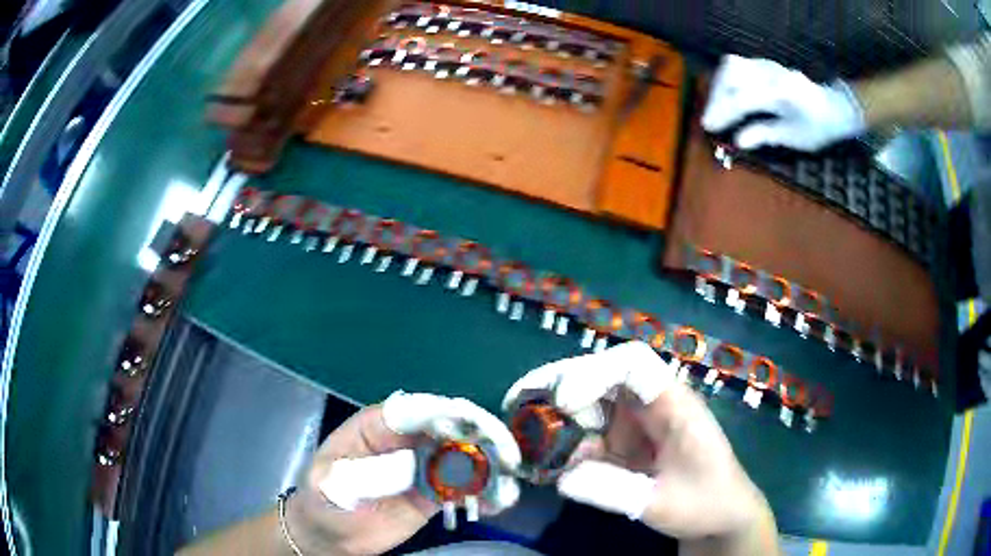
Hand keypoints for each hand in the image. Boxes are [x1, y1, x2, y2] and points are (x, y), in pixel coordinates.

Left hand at [288, 392, 521, 555]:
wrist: (330, 533)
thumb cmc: (323, 500)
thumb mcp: (331, 484)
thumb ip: (367, 473)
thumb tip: (414, 465)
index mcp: (377, 426)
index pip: (416, 409)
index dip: (445, 413)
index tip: (471, 427)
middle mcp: (406, 440)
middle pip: (450, 426)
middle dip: (481, 436)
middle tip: (505, 456)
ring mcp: (424, 465)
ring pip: (464, 455)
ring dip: (491, 465)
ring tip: (506, 486)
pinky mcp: (436, 491)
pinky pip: (465, 485)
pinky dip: (485, 490)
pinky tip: (497, 502)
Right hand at [503, 342, 777, 549]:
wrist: (721, 515)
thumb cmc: (705, 503)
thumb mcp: (661, 503)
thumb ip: (614, 491)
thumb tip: (561, 477)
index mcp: (673, 404)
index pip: (632, 363)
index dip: (593, 372)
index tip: (563, 402)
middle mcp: (652, 405)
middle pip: (601, 376)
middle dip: (560, 385)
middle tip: (518, 401)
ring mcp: (638, 423)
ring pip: (591, 403)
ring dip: (558, 415)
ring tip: (524, 433)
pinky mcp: (628, 443)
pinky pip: (591, 435)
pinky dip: (568, 445)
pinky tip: (549, 463)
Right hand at [702, 54, 864, 151]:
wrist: (836, 106)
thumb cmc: (818, 127)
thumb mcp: (796, 138)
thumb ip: (766, 135)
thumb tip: (739, 141)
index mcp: (781, 93)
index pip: (743, 97)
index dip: (723, 112)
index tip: (708, 127)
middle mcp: (772, 72)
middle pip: (731, 73)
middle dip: (716, 95)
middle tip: (712, 118)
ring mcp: (767, 64)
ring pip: (731, 65)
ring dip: (719, 85)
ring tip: (718, 107)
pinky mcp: (764, 64)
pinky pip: (738, 65)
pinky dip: (728, 80)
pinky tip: (729, 95)